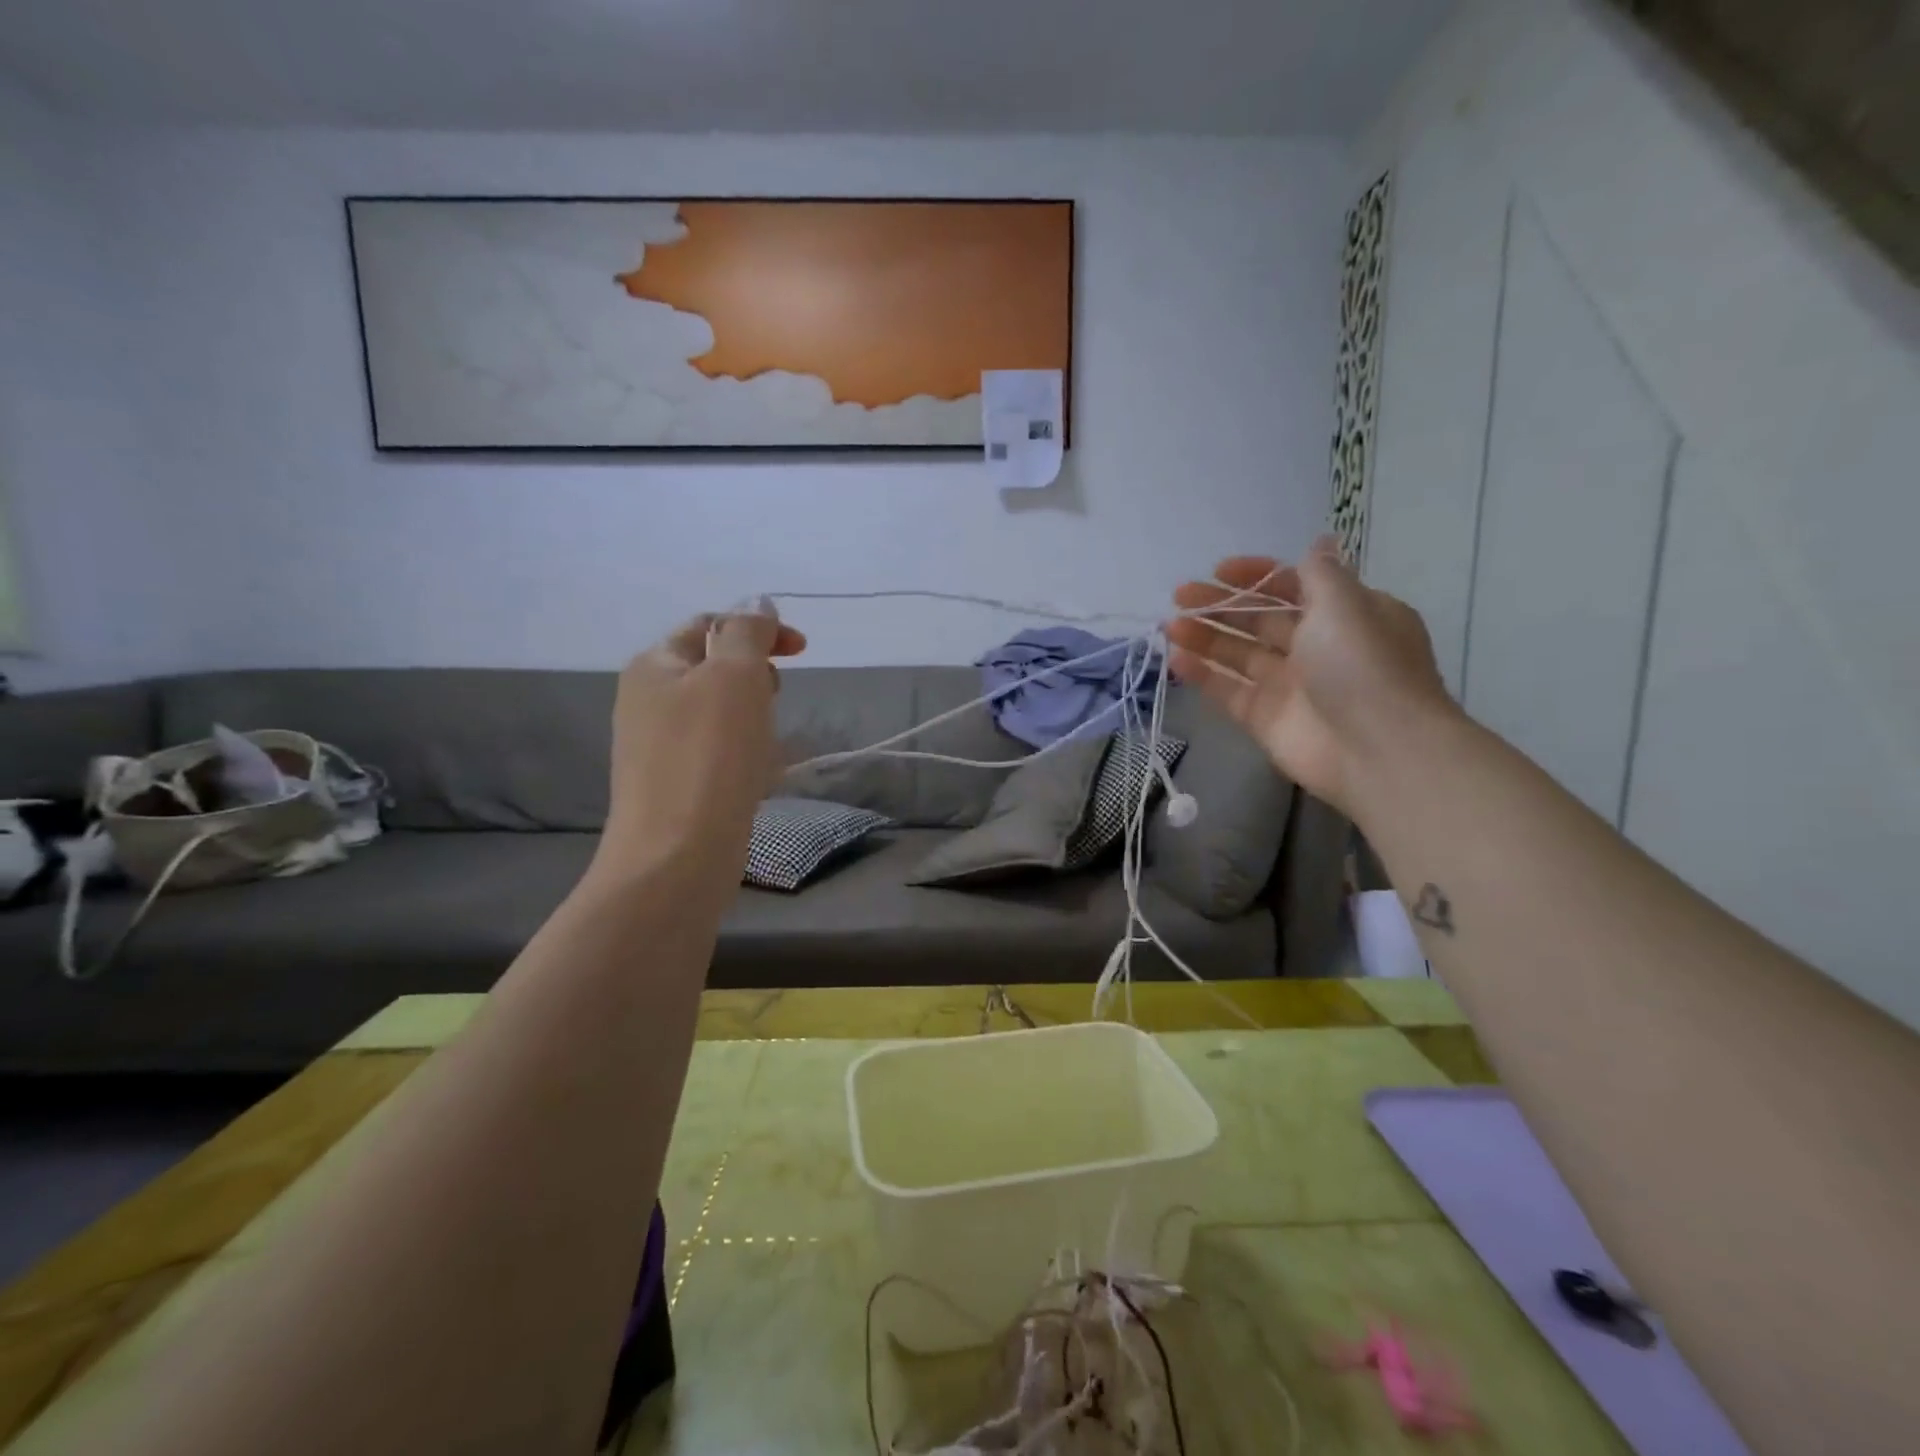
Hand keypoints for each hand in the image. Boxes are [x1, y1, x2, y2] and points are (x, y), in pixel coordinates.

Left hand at [597, 607, 807, 876]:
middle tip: (776, 701)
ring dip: (755, 720)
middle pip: (714, 669)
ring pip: (721, 715)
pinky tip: (758, 778)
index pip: (710, 625)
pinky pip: (718, 754)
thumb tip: (756, 603)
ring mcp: (657, 748)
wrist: (676, 856)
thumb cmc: (709, 757)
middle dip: (756, 678)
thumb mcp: (734, 676)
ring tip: (770, 748)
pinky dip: (745, 756)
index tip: (802, 651)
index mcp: (654, 665)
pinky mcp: (674, 786)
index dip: (758, 629)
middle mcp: (647, 701)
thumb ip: (747, 632)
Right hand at [1165, 537, 1452, 818]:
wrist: (1376, 749)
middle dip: (1221, 605)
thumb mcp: (1345, 603)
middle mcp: (1316, 647)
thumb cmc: (1362, 664)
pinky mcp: (1265, 718)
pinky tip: (1176, 660)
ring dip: (1205, 637)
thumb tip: (1319, 542)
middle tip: (1180, 595)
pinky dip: (1203, 675)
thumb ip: (1319, 573)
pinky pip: (1228, 690)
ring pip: (1239, 654)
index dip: (1257, 576)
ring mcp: (1289, 685)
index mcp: (1344, 615)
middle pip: (1260, 619)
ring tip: (1170, 626)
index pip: (1293, 586)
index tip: (1220, 570)